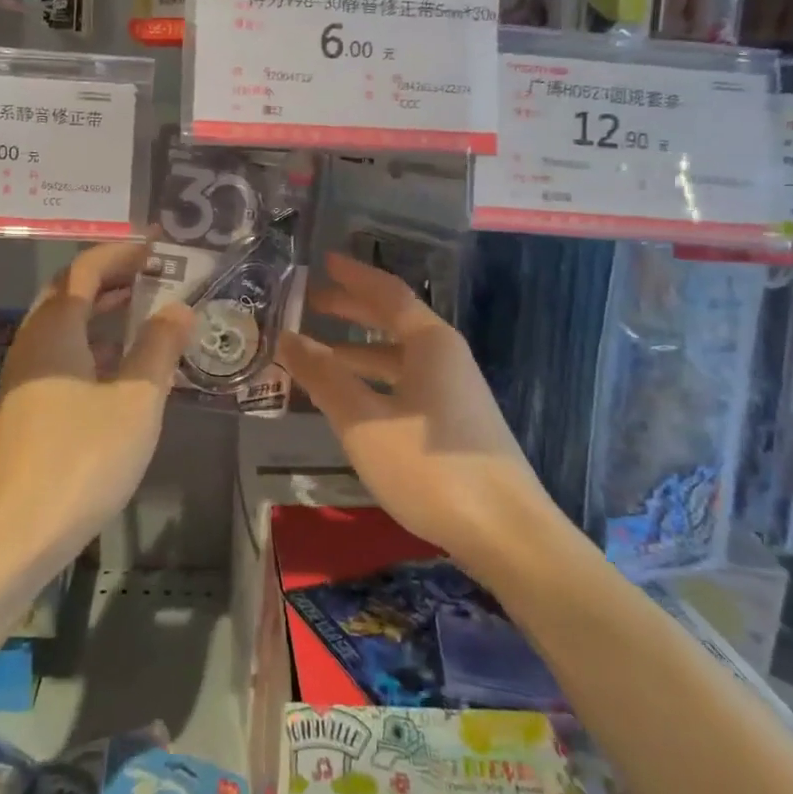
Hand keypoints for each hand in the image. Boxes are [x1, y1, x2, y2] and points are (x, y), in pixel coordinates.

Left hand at [0, 240, 193, 568]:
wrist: (13, 537)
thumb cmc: (82, 460)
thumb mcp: (136, 401)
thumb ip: (159, 348)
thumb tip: (179, 308)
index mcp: (56, 330)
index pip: (87, 269)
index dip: (122, 253)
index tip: (158, 248)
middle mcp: (32, 344)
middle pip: (69, 293)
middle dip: (111, 279)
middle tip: (155, 277)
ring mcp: (23, 379)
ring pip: (64, 328)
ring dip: (102, 314)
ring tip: (145, 315)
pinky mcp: (24, 410)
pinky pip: (61, 358)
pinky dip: (92, 347)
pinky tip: (121, 370)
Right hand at [278, 253, 560, 576]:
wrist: (505, 532)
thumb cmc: (429, 467)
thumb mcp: (363, 421)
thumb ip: (323, 376)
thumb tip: (287, 338)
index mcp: (430, 343)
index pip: (387, 293)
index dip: (353, 276)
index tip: (324, 261)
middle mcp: (446, 357)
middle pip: (394, 321)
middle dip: (352, 310)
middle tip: (312, 302)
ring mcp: (455, 392)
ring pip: (399, 358)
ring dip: (359, 351)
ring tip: (319, 355)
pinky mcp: (456, 424)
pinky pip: (406, 385)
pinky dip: (374, 381)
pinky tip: (353, 402)